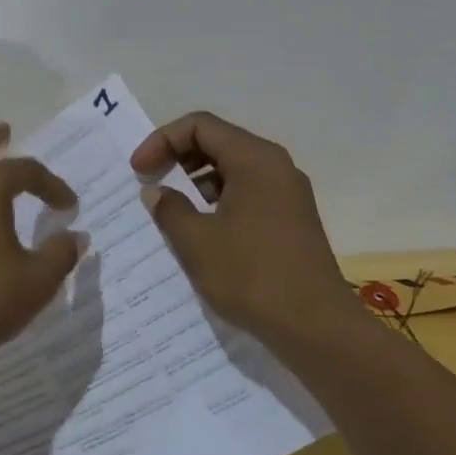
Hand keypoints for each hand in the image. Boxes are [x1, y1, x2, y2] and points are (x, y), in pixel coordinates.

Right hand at [131, 111, 352, 344]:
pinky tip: (199, 231)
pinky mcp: (291, 220)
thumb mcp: (197, 242)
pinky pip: (247, 193)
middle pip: (217, 142)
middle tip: (149, 182)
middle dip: (177, 157)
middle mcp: (275, 166)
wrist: (317, 328)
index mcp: (255, 159)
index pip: (200, 126)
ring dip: (196, 181)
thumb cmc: (252, 275)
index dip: (161, 140)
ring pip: (232, 169)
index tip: (139, 170)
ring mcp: (287, 194)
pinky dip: (217, 200)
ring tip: (169, 209)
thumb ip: (169, 208)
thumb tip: (157, 192)